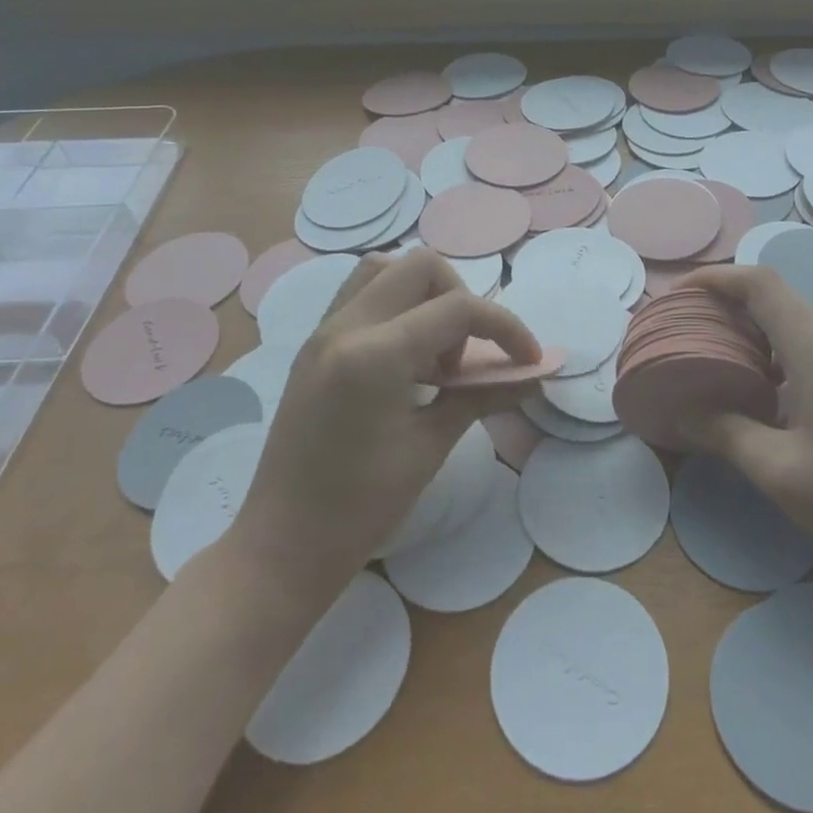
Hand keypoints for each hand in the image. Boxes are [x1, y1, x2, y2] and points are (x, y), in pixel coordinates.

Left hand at [223, 249, 539, 608]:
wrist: (281, 545)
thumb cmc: (360, 508)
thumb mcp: (430, 448)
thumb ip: (482, 396)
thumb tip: (531, 377)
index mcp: (375, 354)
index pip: (458, 308)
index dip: (505, 327)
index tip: (528, 359)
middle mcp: (345, 326)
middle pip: (421, 267)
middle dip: (461, 300)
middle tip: (465, 358)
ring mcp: (323, 331)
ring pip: (385, 268)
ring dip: (425, 294)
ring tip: (434, 352)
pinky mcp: (314, 345)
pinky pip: (361, 294)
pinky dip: (396, 305)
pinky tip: (406, 357)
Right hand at [674, 264, 812, 576]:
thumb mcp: (781, 471)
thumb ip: (726, 433)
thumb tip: (682, 412)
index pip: (760, 283)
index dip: (715, 278)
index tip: (676, 294)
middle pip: (774, 298)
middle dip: (724, 302)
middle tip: (683, 327)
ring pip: (791, 325)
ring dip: (747, 330)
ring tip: (708, 355)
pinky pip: (807, 351)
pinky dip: (769, 355)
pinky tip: (753, 391)